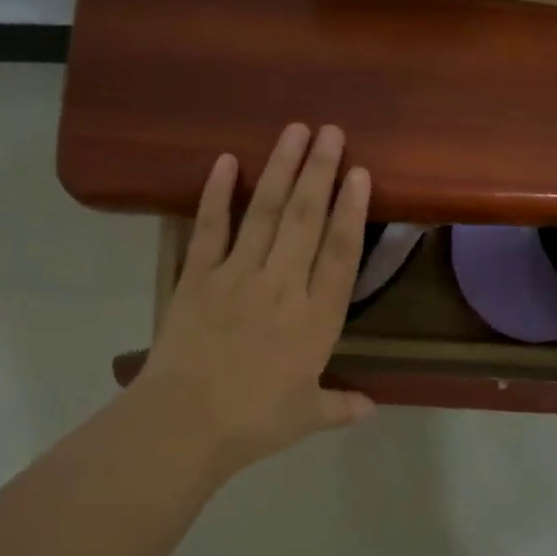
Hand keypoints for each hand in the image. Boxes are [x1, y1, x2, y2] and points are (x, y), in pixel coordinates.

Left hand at [135, 123, 374, 478]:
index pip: (341, 252)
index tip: (360, 172)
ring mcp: (237, 275)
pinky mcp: (198, 276)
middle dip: (320, 171)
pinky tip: (226, 160)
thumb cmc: (253, 422)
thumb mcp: (306, 417)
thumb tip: (372, 408)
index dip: (352, 210)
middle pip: (305, 218)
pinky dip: (216, 193)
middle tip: (331, 131)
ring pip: (264, 212)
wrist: (184, 424)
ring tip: (294, 131)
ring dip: (281, 168)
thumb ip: (341, 406)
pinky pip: (209, 227)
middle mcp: (282, 285)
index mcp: (315, 318)